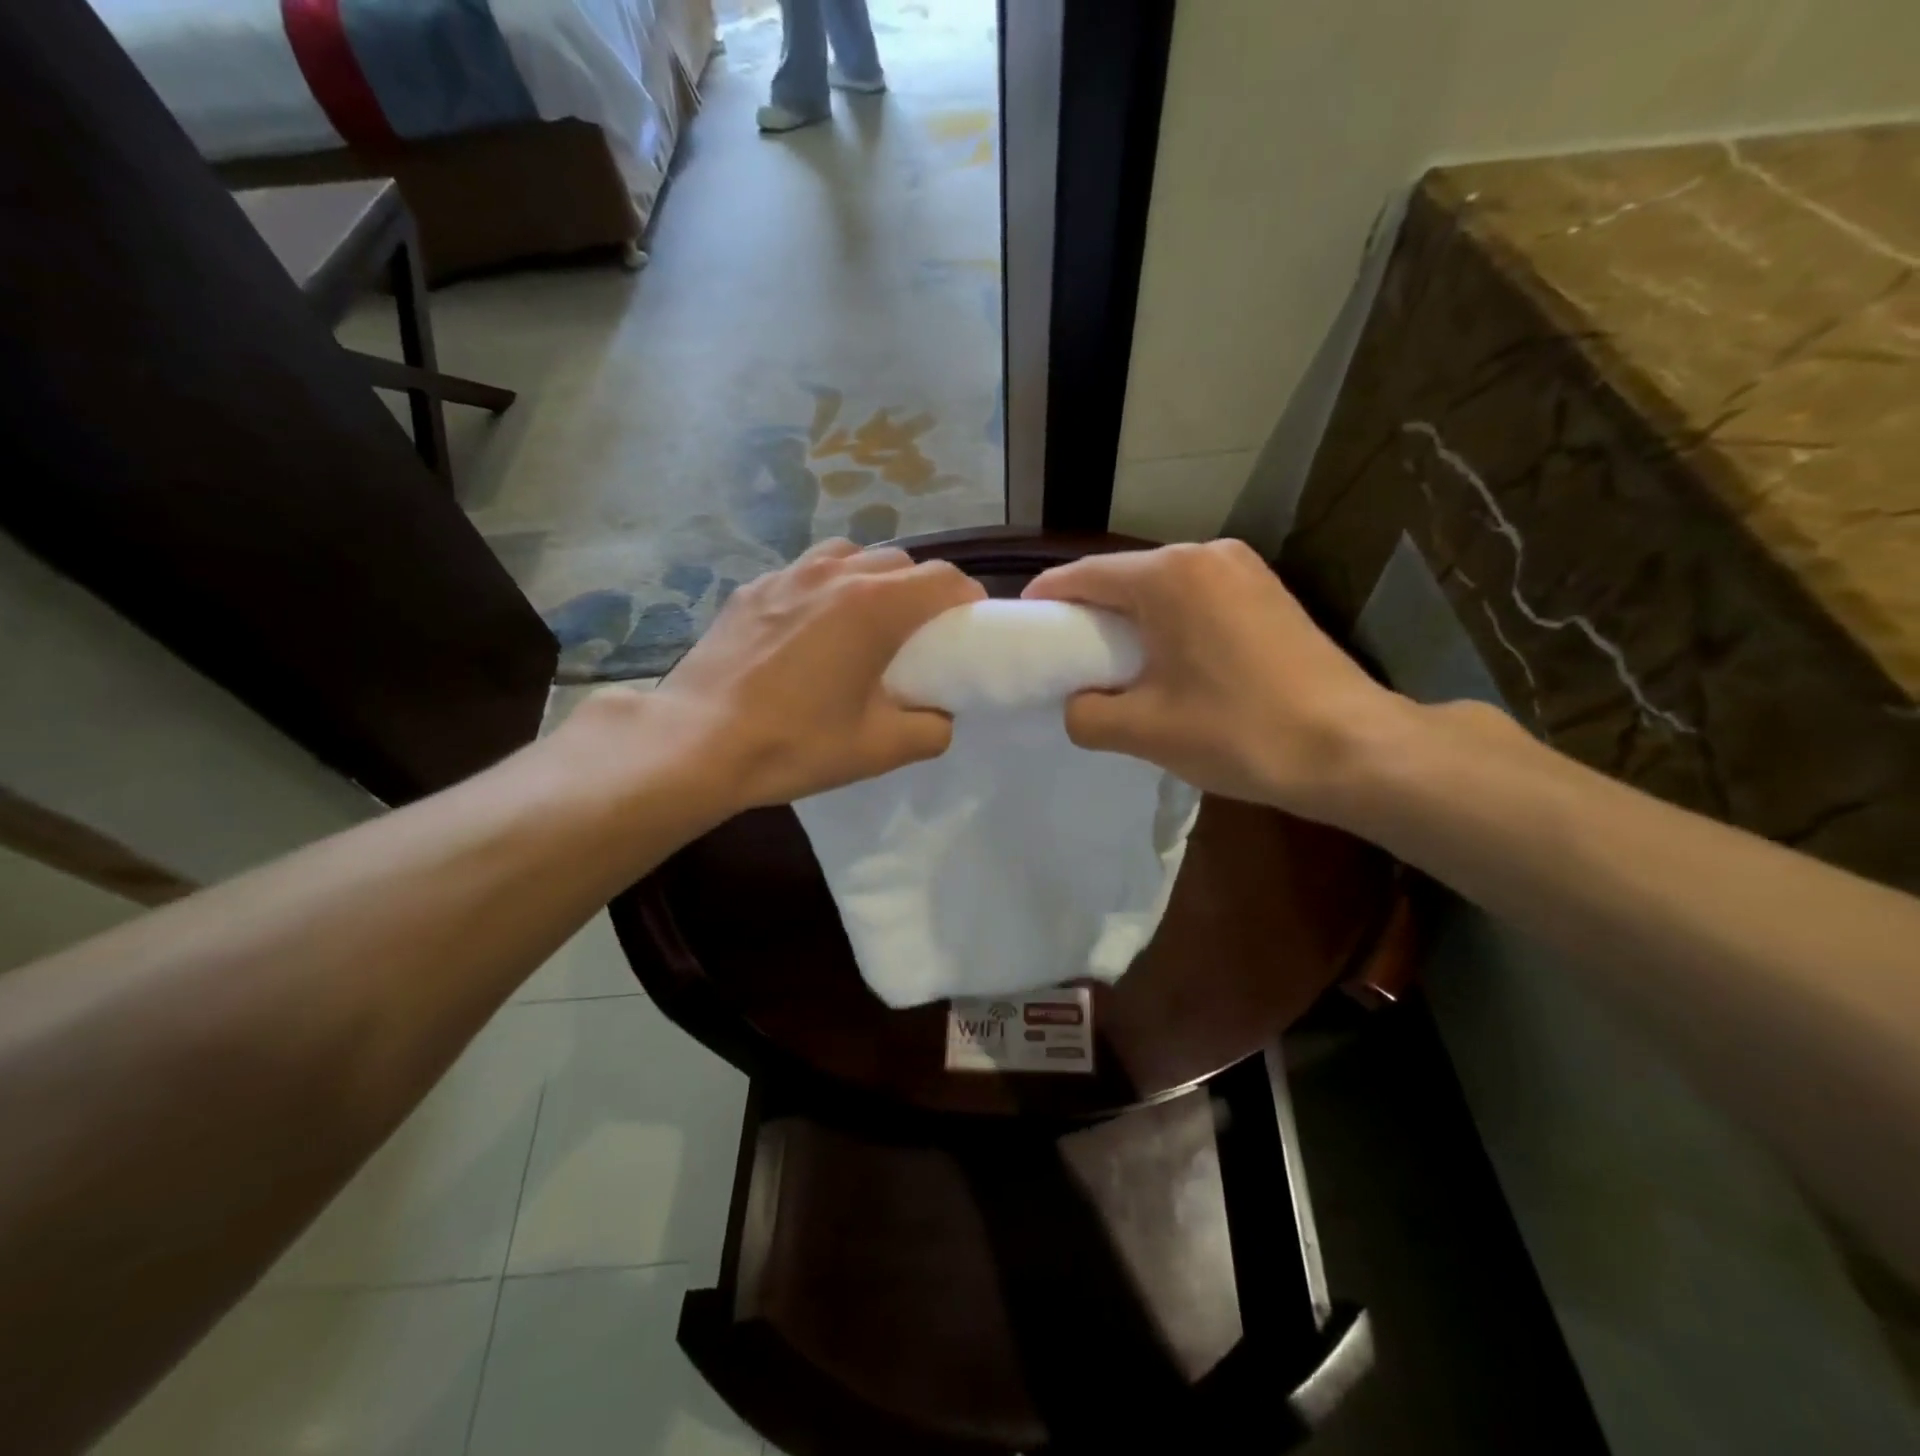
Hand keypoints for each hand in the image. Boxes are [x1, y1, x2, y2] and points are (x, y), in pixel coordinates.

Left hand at [618, 539, 983, 809]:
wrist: (697, 743)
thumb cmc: (796, 743)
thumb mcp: (880, 749)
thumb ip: (932, 729)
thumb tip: (940, 715)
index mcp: (875, 606)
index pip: (944, 579)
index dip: (967, 600)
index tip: (968, 628)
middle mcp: (836, 573)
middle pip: (901, 561)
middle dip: (922, 590)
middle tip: (919, 633)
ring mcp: (788, 575)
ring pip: (851, 556)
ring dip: (873, 580)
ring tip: (866, 621)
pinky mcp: (753, 588)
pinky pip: (806, 572)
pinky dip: (826, 588)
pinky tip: (811, 629)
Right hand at [1022, 540, 1408, 821]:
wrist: (1351, 749)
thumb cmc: (1238, 733)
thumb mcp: (1143, 731)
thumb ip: (1086, 713)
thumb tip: (1078, 704)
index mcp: (1168, 575)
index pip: (1082, 575)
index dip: (1045, 600)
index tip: (1024, 630)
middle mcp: (1205, 554)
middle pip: (1124, 577)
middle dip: (1090, 613)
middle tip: (1068, 658)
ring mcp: (1244, 569)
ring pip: (1162, 587)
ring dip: (1132, 619)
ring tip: (1118, 665)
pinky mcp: (1268, 591)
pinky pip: (1197, 597)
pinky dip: (1170, 622)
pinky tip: (1169, 662)